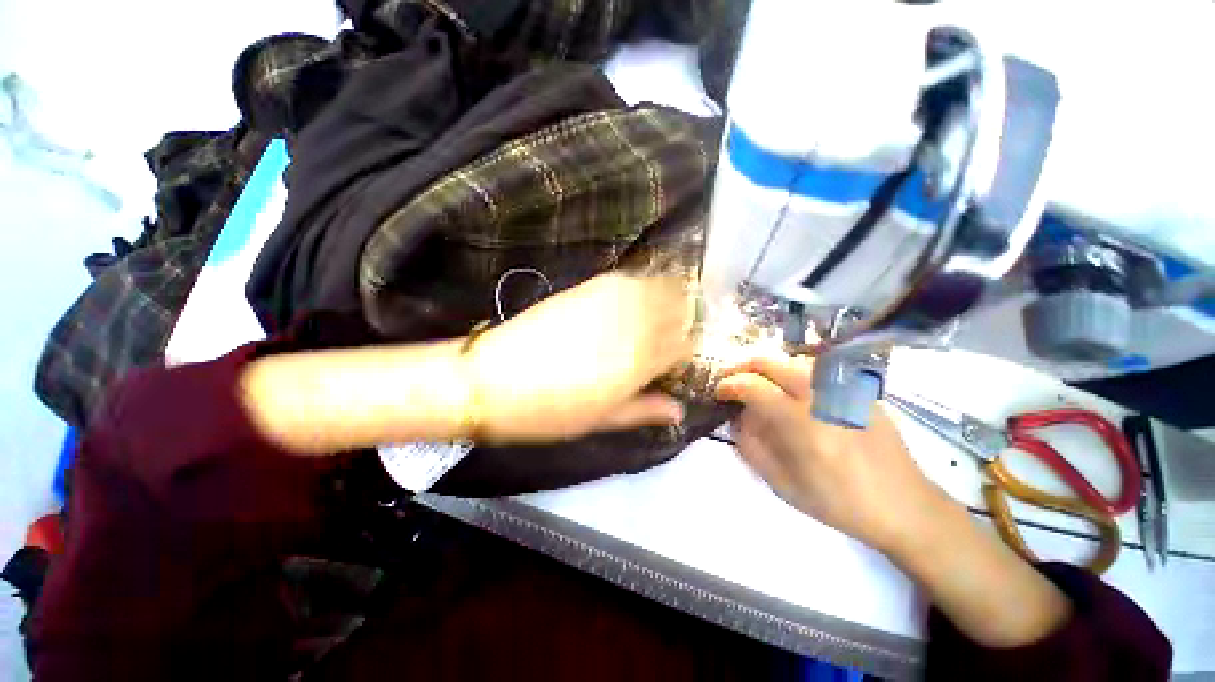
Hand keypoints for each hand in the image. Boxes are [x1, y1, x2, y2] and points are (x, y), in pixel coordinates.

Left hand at [470, 273, 696, 442]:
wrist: (490, 379)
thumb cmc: (549, 411)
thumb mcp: (601, 420)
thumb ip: (644, 410)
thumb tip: (679, 411)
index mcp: (638, 362)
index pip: (686, 345)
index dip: (691, 350)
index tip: (684, 359)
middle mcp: (632, 325)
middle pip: (680, 310)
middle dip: (688, 319)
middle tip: (678, 334)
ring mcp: (610, 301)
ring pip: (660, 287)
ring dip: (671, 297)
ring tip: (663, 312)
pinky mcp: (589, 287)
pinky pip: (630, 278)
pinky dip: (644, 284)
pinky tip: (637, 297)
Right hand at [715, 354, 949, 553]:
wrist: (904, 505)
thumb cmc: (838, 502)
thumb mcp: (782, 484)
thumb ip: (750, 445)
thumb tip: (737, 417)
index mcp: (799, 422)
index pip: (751, 385)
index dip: (728, 384)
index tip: (718, 392)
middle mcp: (820, 395)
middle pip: (769, 361)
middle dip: (742, 367)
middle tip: (731, 381)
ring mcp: (841, 387)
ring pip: (790, 359)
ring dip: (766, 367)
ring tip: (757, 384)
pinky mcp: (857, 388)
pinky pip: (814, 368)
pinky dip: (791, 371)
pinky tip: (790, 390)